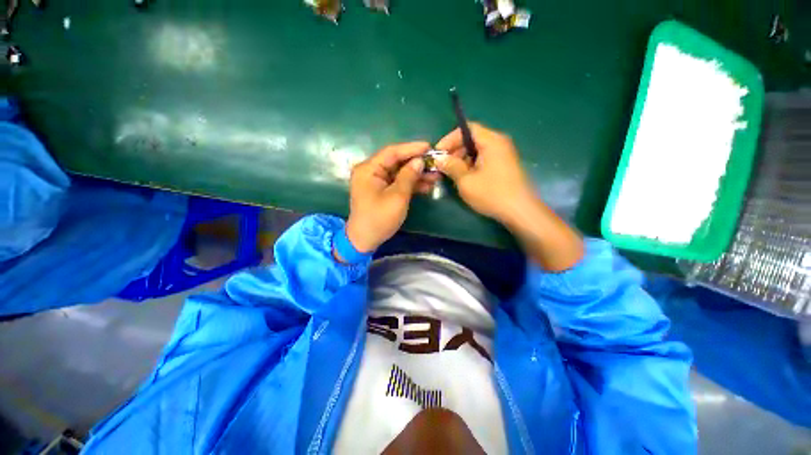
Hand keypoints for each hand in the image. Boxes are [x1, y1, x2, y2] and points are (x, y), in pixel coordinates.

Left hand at [344, 142, 439, 252]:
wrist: (365, 240)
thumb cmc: (379, 218)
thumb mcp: (397, 197)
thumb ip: (408, 177)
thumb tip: (419, 161)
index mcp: (369, 169)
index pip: (392, 152)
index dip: (412, 148)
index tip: (430, 147)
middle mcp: (371, 172)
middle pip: (397, 162)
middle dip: (417, 163)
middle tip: (436, 163)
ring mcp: (377, 182)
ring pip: (399, 173)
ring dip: (416, 175)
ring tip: (436, 176)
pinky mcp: (382, 191)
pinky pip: (398, 183)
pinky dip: (411, 184)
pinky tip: (426, 186)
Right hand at [434, 122, 535, 224]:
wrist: (520, 211)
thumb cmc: (491, 194)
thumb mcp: (466, 181)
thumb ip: (451, 166)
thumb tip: (439, 159)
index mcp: (491, 141)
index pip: (467, 129)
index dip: (450, 139)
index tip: (438, 153)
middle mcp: (499, 143)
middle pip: (472, 139)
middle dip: (455, 150)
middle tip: (443, 165)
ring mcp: (504, 155)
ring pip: (478, 151)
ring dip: (462, 159)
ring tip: (451, 173)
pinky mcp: (505, 166)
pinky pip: (485, 159)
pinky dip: (472, 165)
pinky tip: (465, 178)